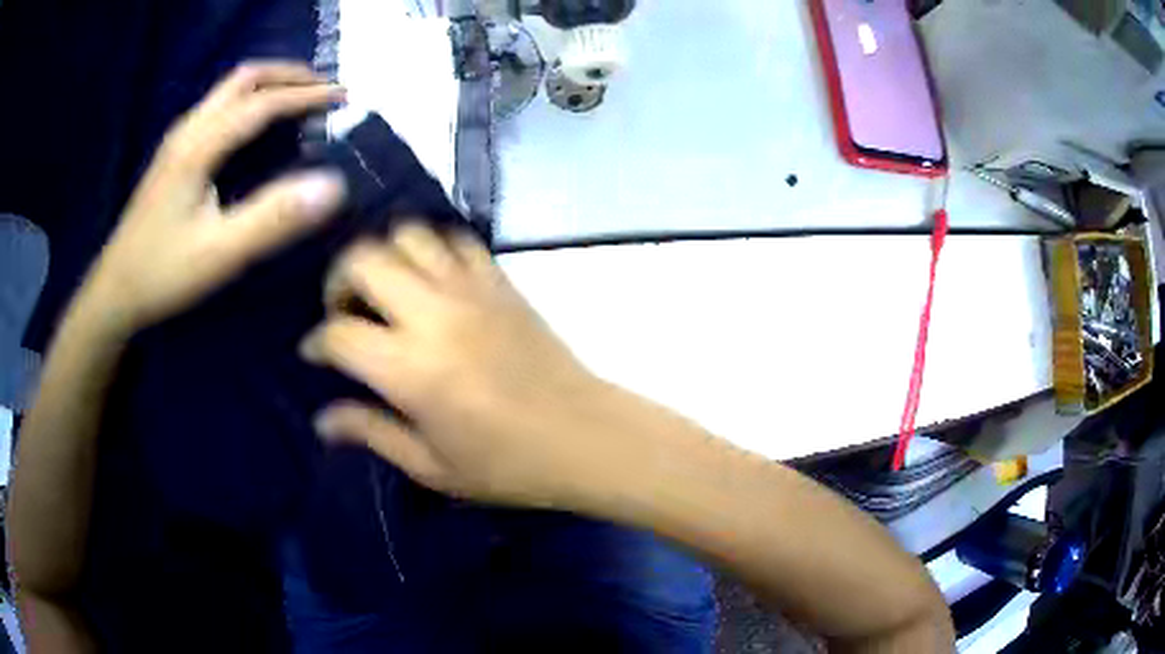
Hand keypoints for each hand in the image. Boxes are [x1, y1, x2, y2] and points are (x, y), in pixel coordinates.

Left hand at [83, 61, 346, 333]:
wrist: (115, 292)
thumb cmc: (164, 274)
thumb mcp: (220, 254)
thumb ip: (273, 218)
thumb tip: (332, 185)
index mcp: (199, 147)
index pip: (261, 103)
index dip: (305, 96)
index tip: (343, 98)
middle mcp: (189, 130)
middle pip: (244, 79)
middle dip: (288, 75)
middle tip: (323, 89)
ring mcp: (178, 140)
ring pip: (228, 90)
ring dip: (268, 84)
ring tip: (298, 100)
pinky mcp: (173, 154)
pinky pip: (218, 107)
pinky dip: (249, 101)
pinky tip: (256, 125)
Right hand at [300, 224, 623, 507]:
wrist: (587, 438)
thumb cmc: (509, 465)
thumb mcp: (432, 466)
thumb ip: (371, 433)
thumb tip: (323, 419)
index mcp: (411, 369)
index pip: (338, 333)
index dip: (316, 342)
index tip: (314, 353)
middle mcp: (435, 315)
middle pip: (364, 260)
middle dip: (338, 281)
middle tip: (344, 313)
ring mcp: (471, 289)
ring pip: (408, 235)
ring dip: (383, 256)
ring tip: (383, 291)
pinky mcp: (501, 281)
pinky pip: (456, 239)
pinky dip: (431, 248)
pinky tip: (429, 279)